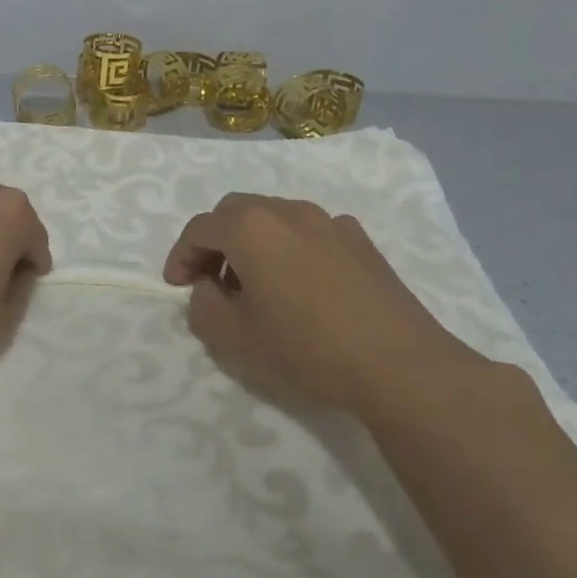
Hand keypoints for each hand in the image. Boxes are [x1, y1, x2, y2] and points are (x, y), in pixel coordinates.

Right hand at [163, 194, 488, 416]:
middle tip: (211, 281)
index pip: (200, 228)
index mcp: (251, 228)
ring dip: (252, 243)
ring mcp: (330, 222)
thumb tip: (209, 290)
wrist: (400, 366)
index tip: (177, 286)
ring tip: (255, 285)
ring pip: (275, 218)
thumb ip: (204, 307)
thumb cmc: (306, 349)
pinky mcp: (361, 241)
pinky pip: (310, 232)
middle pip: (236, 211)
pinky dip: (290, 248)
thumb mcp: (235, 339)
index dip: (180, 255)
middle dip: (215, 241)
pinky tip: (301, 286)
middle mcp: (289, 211)